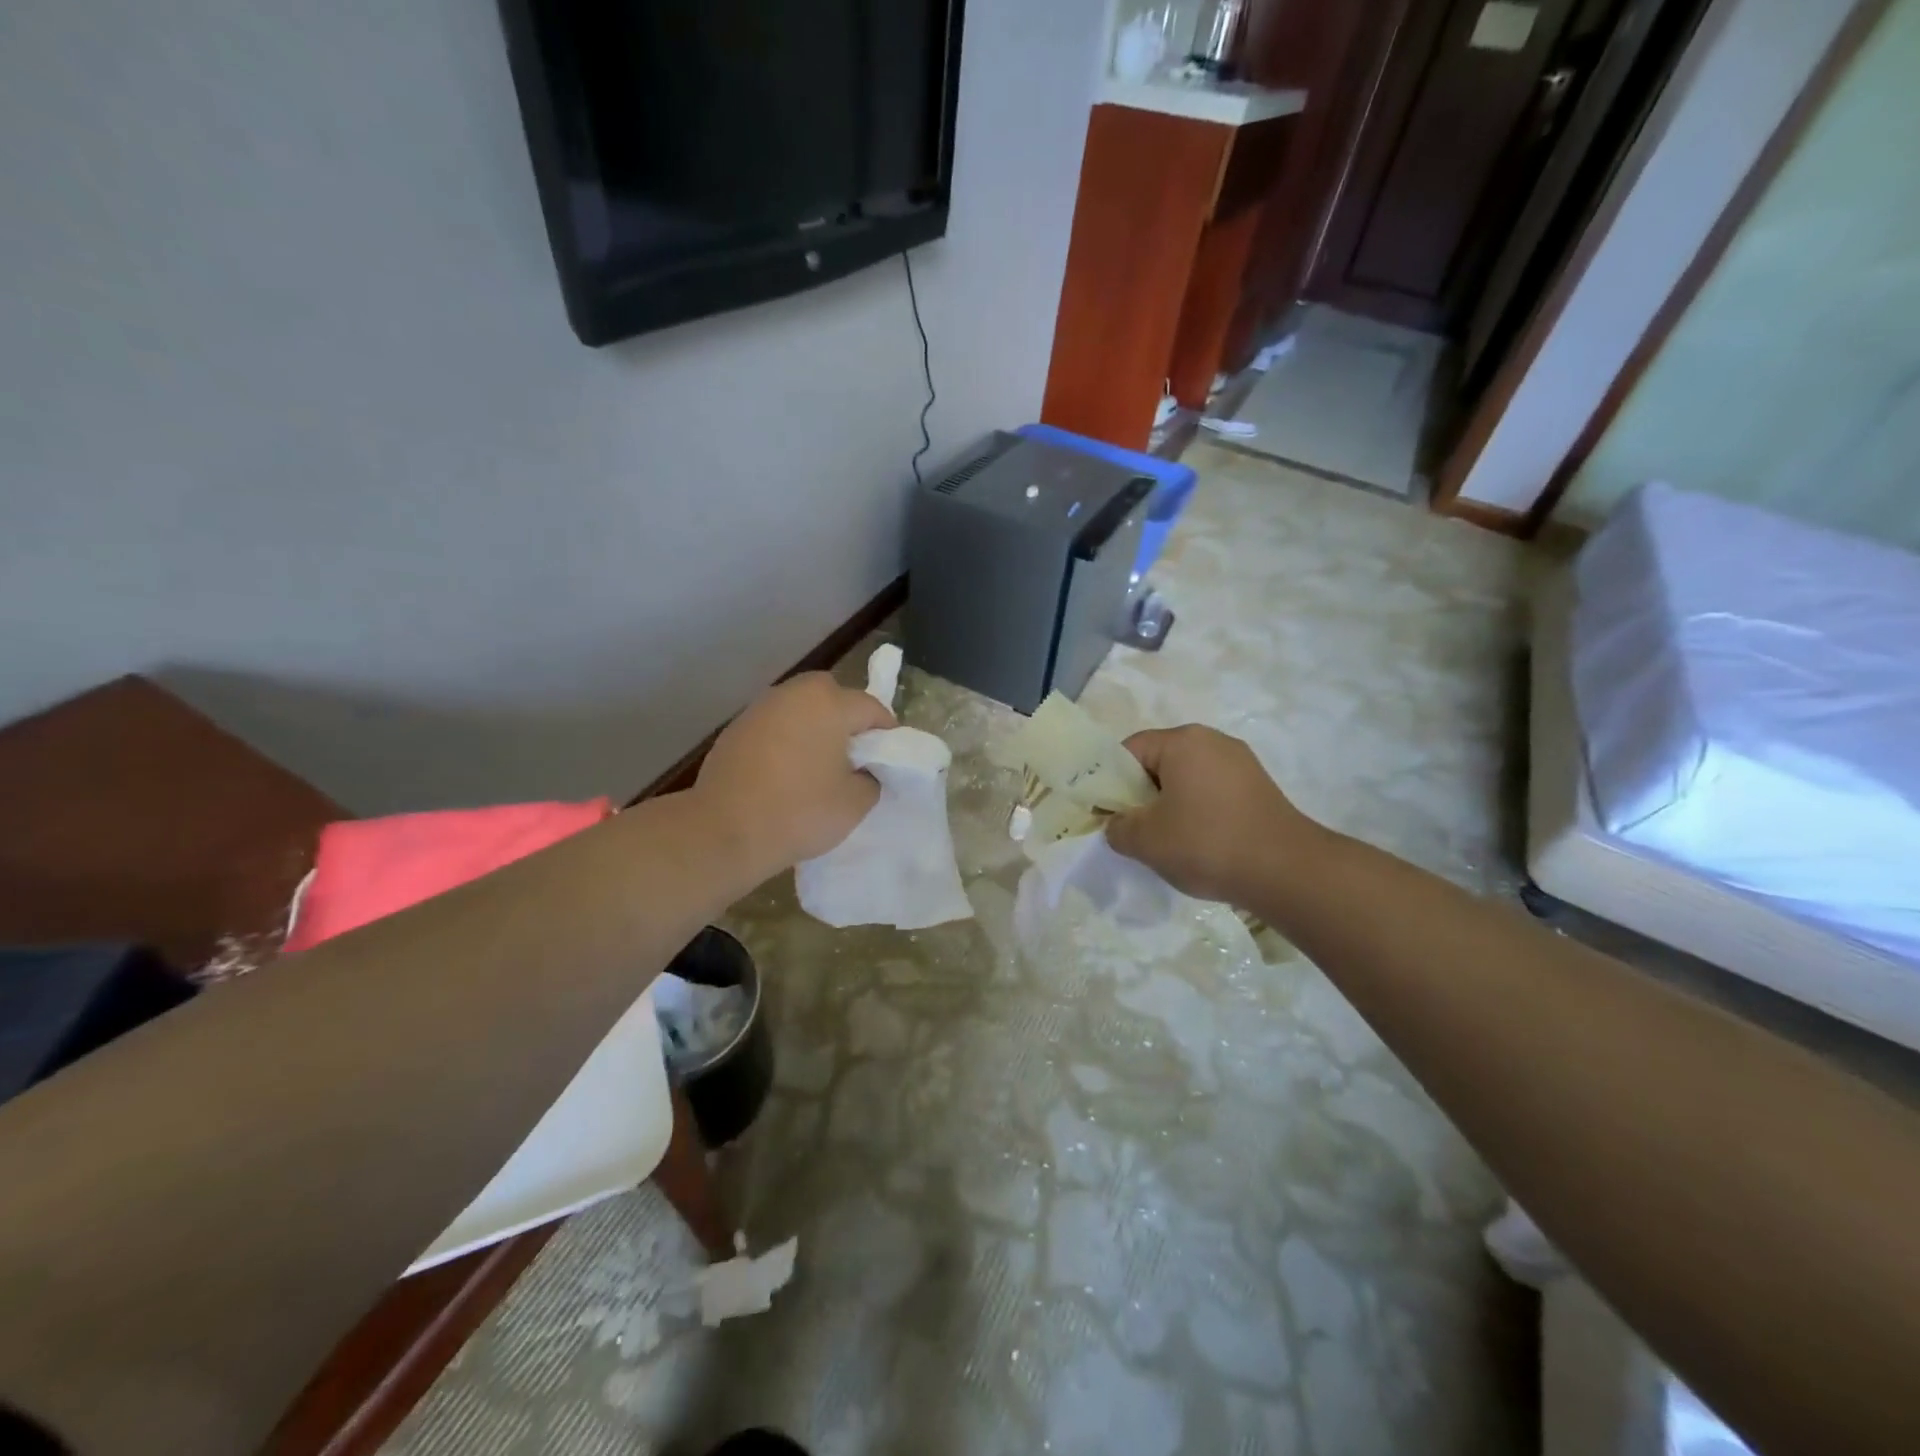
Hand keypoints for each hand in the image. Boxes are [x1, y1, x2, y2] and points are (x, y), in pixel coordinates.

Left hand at [693, 671, 895, 881]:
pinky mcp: (736, 729)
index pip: (872, 708)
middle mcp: (794, 694)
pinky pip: (776, 725)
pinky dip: (787, 739)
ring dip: (815, 726)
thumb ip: (871, 778)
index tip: (888, 760)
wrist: (725, 831)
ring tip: (820, 763)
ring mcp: (760, 708)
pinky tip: (787, 771)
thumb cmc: (800, 812)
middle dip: (848, 720)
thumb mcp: (856, 803)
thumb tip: (863, 770)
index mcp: (829, 703)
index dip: (886, 733)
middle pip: (833, 696)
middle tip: (854, 756)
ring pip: (801, 708)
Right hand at [1106, 725, 1321, 906]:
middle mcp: (1213, 741)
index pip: (1129, 750)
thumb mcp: (1145, 840)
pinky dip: (1198, 812)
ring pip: (1186, 779)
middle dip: (1141, 795)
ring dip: (1169, 805)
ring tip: (1167, 841)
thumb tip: (1117, 825)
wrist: (1287, 872)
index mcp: (1183, 741)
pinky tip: (1199, 843)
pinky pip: (1212, 792)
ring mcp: (1241, 763)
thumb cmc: (1207, 844)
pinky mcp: (1259, 787)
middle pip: (1159, 762)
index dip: (1111, 781)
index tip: (1108, 814)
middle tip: (1134, 830)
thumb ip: (1117, 827)